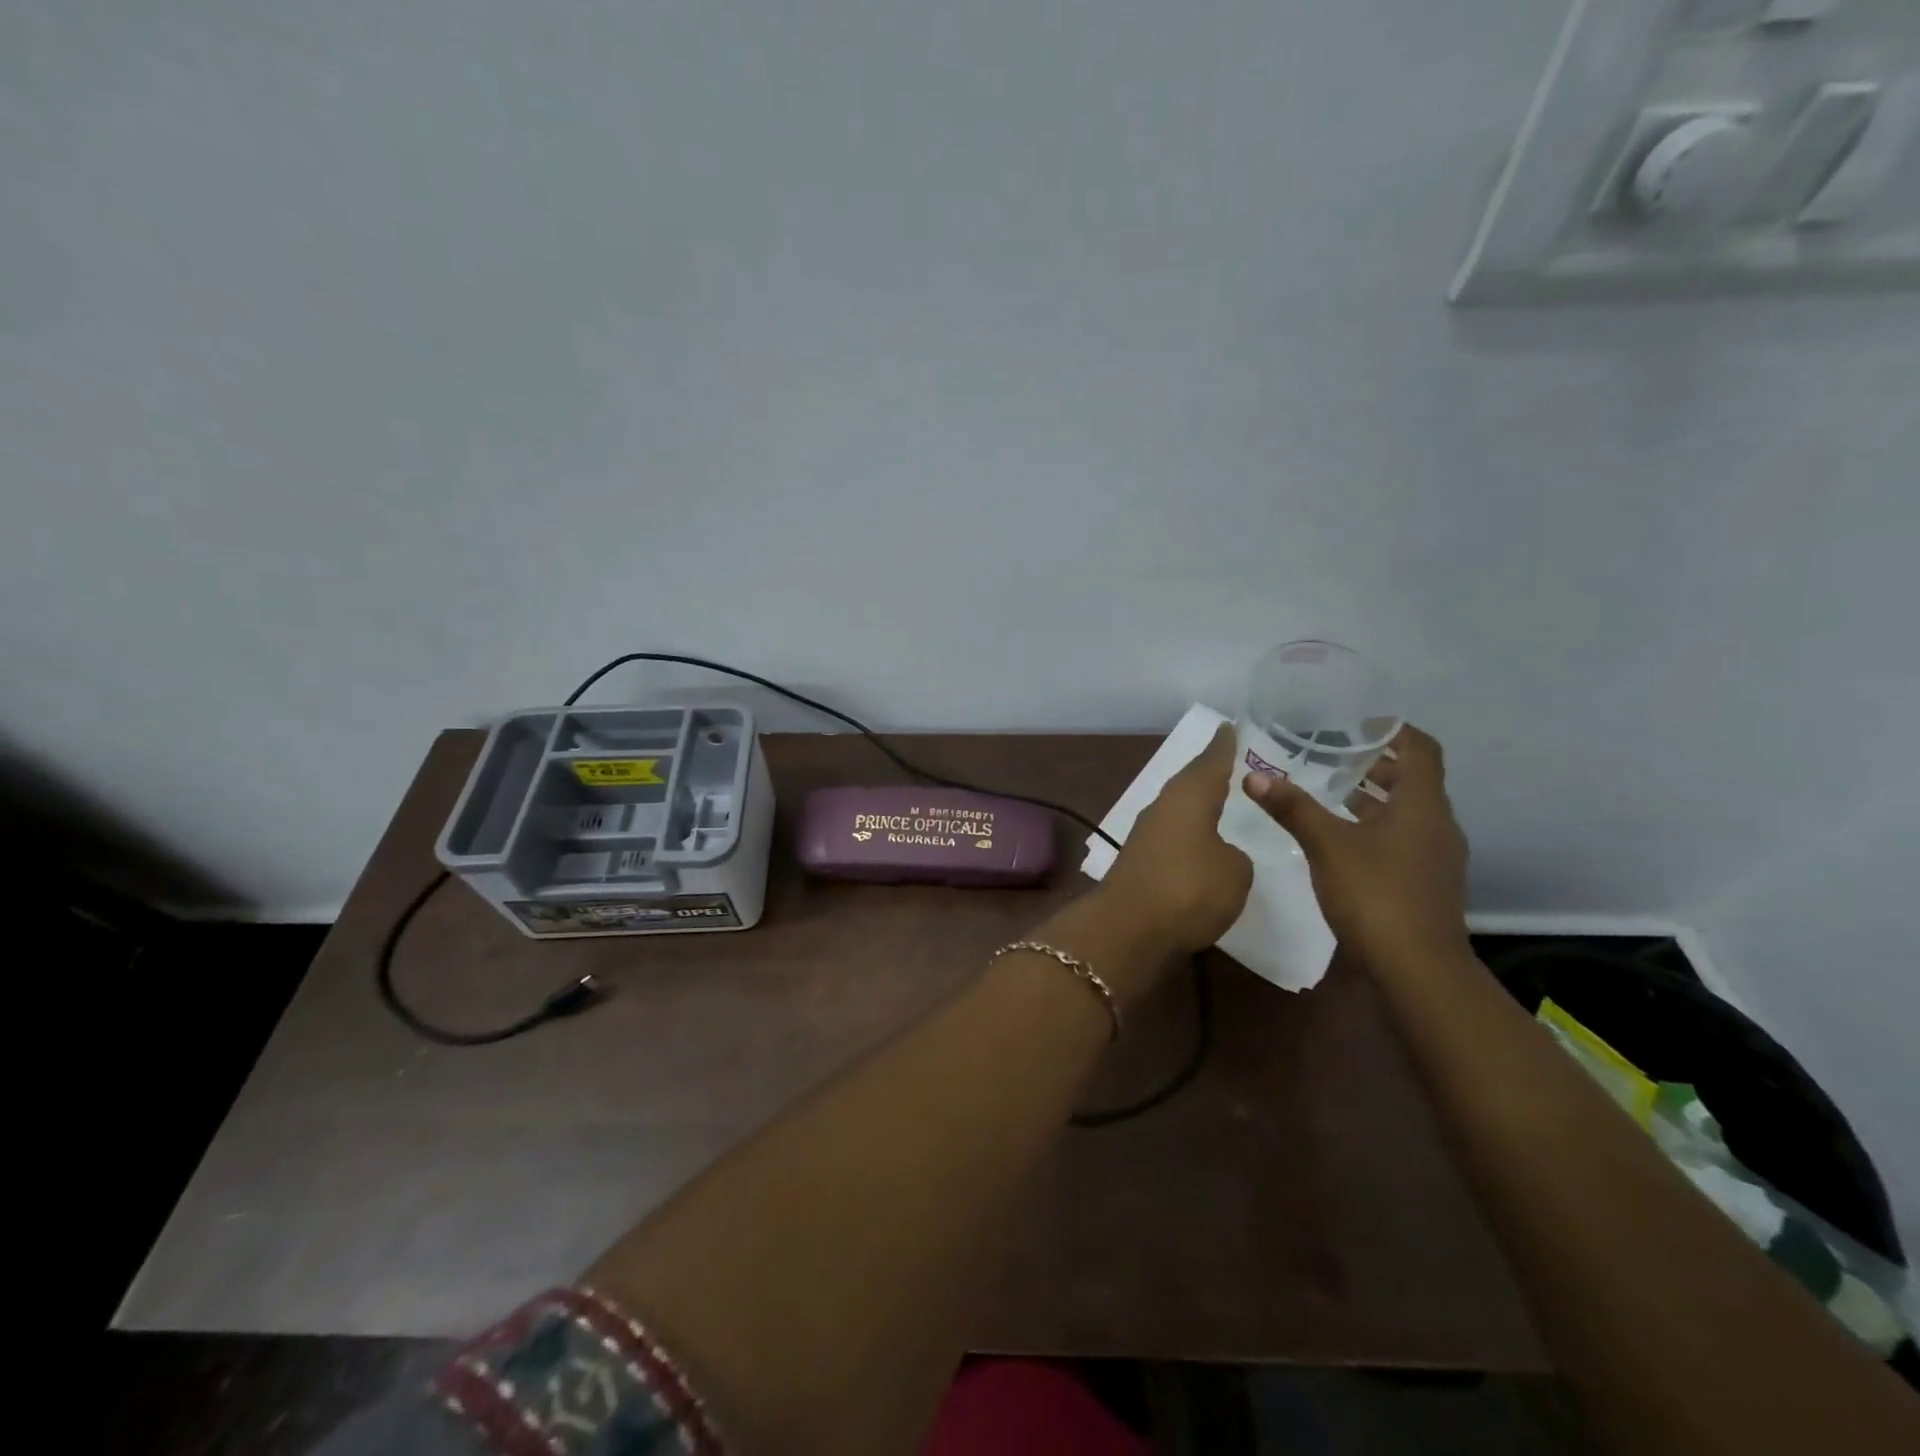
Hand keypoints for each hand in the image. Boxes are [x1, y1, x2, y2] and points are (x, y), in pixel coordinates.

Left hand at [1101, 724, 1253, 954]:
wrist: (1128, 927)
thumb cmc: (1188, 889)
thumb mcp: (1234, 872)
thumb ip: (1234, 856)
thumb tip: (1220, 854)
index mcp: (1189, 797)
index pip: (1210, 763)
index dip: (1223, 747)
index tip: (1228, 727)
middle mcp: (1162, 807)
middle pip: (1189, 783)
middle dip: (1207, 773)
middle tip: (1226, 762)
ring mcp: (1145, 834)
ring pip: (1176, 809)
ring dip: (1195, 805)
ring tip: (1217, 801)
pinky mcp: (1137, 862)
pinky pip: (1170, 836)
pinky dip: (1186, 833)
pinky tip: (1196, 842)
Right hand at [1245, 725, 1468, 971]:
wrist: (1416, 969)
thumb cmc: (1375, 894)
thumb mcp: (1326, 845)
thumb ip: (1292, 808)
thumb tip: (1253, 775)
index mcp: (1422, 805)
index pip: (1421, 749)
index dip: (1395, 730)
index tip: (1360, 723)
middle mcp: (1437, 825)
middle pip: (1414, 780)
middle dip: (1377, 765)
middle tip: (1335, 755)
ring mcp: (1435, 858)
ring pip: (1408, 813)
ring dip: (1376, 799)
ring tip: (1332, 793)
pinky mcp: (1426, 884)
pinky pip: (1404, 840)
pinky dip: (1377, 828)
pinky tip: (1343, 840)